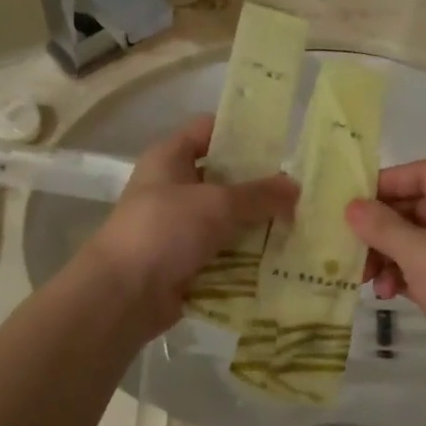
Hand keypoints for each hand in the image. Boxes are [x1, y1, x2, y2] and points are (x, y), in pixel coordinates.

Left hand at [83, 116, 296, 338]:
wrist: (123, 295)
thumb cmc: (164, 230)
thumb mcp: (217, 204)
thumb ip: (259, 195)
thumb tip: (296, 187)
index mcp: (170, 158)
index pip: (208, 129)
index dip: (241, 131)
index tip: (280, 142)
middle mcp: (173, 187)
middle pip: (223, 177)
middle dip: (260, 186)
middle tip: (301, 191)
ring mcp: (178, 227)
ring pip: (227, 219)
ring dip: (258, 225)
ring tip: (302, 226)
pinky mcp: (186, 262)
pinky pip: (224, 253)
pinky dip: (247, 257)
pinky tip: (282, 259)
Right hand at [345, 159, 425, 395]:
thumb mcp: (419, 252)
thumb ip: (381, 225)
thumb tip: (352, 206)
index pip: (424, 173)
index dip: (390, 180)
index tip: (356, 200)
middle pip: (415, 206)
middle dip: (381, 224)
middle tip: (350, 241)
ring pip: (413, 239)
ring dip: (385, 253)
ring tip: (364, 275)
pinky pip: (419, 267)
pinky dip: (399, 274)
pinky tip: (384, 293)